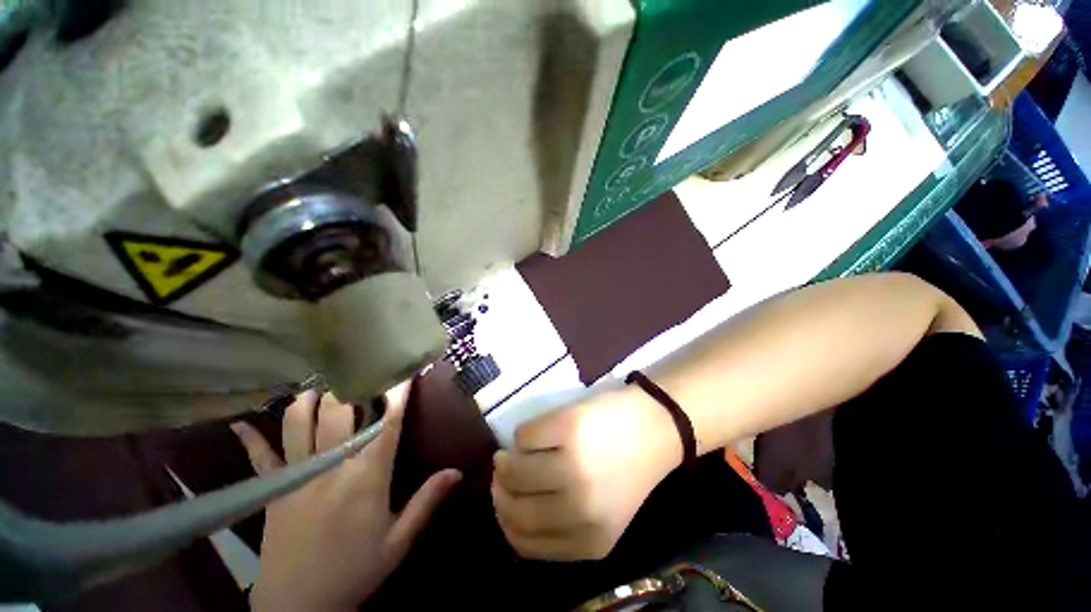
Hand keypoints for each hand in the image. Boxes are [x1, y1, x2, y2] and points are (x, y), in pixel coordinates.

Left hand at [232, 384, 461, 611]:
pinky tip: (241, 424)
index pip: (386, 423)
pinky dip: (250, 439)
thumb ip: (427, 502)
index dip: (398, 393)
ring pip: (298, 424)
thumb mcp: (398, 541)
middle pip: (339, 412)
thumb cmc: (354, 571)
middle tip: (361, 368)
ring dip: (309, 400)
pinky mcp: (271, 490)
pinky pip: (258, 457)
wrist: (297, 608)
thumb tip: (457, 471)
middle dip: (352, 385)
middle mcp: (330, 466)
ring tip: (320, 387)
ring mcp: (295, 476)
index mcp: (366, 477)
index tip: (405, 370)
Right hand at [491, 386, 681, 559]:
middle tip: (502, 471)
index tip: (503, 501)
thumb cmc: (626, 467)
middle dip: (500, 489)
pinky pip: (524, 436)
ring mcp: (574, 465)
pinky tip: (533, 433)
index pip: (525, 543)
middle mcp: (580, 509)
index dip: (506, 521)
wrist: (655, 427)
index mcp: (590, 541)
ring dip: (505, 462)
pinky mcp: (568, 427)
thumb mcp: (600, 513)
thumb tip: (513, 506)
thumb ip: (562, 524)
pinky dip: (521, 435)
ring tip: (510, 453)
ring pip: (514, 471)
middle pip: (515, 508)